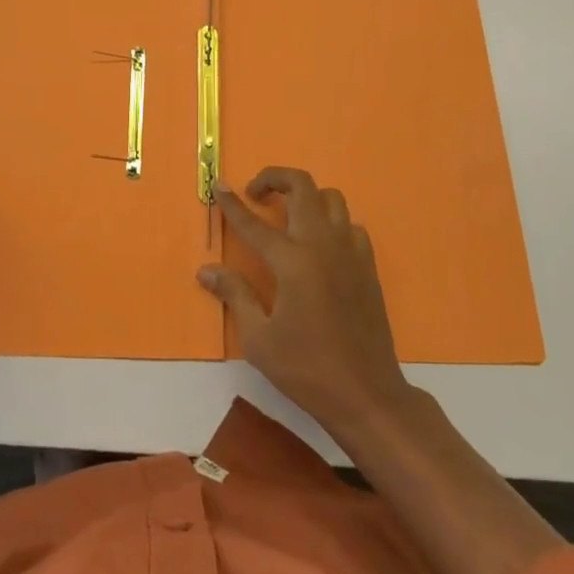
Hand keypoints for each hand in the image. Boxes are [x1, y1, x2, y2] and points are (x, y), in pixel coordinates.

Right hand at [198, 167, 411, 435]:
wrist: (367, 395)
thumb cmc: (307, 369)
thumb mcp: (259, 339)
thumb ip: (234, 295)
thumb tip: (206, 270)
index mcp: (293, 261)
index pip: (254, 223)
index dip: (232, 204)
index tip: (219, 185)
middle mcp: (322, 245)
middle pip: (301, 186)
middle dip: (274, 179)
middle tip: (256, 194)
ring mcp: (350, 252)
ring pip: (330, 198)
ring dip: (305, 197)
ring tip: (288, 216)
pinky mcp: (367, 265)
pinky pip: (350, 225)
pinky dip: (331, 224)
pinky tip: (320, 246)